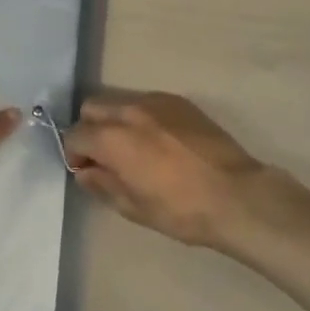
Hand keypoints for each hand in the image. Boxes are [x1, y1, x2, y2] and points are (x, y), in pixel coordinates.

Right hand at [63, 91, 266, 248]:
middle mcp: (129, 110)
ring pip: (120, 101)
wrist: (235, 194)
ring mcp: (155, 101)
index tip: (86, 170)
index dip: (74, 153)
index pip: (75, 134)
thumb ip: (103, 184)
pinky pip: (147, 101)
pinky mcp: (178, 101)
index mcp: (113, 139)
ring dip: (115, 120)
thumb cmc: (181, 210)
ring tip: (134, 147)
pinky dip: (141, 117)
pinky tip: (159, 141)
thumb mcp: (134, 208)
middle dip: (90, 129)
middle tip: (105, 156)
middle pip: (92, 107)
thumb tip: (85, 172)